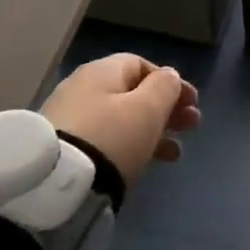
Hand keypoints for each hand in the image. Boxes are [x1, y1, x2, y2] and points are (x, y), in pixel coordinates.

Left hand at [41, 53, 200, 184]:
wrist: (57, 184)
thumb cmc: (111, 137)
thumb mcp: (147, 109)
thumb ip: (164, 87)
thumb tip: (169, 76)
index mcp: (101, 71)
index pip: (140, 64)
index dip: (170, 82)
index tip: (192, 103)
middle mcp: (82, 88)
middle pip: (131, 92)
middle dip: (165, 108)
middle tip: (191, 126)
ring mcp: (70, 118)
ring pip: (120, 118)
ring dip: (151, 130)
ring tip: (174, 153)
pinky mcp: (64, 148)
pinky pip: (106, 139)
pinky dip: (129, 146)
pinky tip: (145, 163)